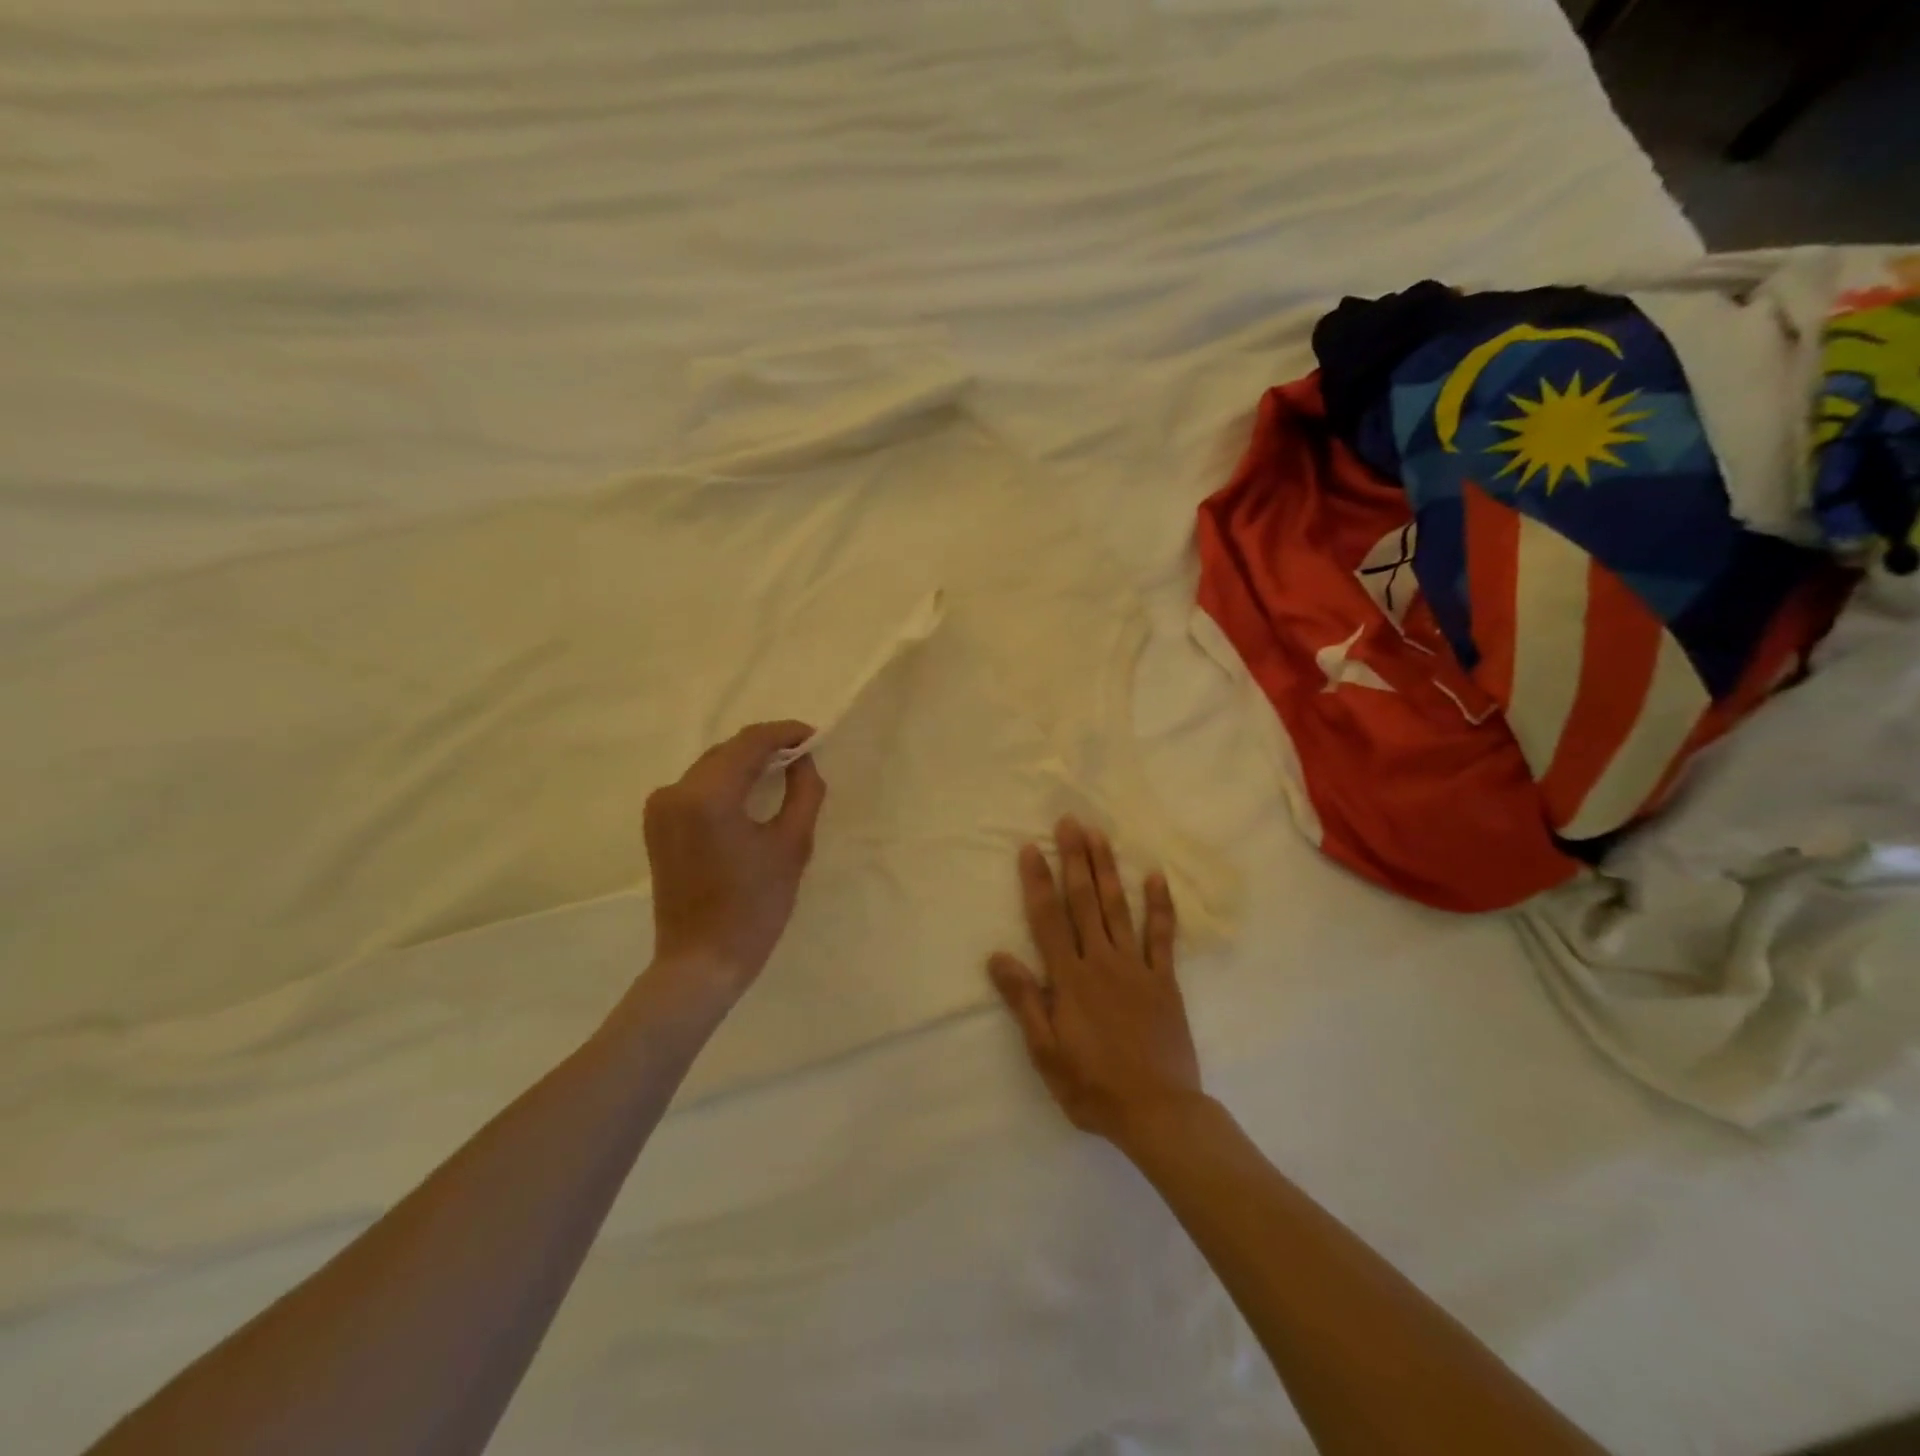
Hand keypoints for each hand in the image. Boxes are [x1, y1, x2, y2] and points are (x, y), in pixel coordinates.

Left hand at [644, 721, 826, 994]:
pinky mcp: (657, 825)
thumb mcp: (792, 846)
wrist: (702, 961)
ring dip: (746, 763)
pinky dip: (726, 782)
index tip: (815, 736)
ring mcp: (660, 808)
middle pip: (728, 750)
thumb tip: (803, 761)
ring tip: (783, 770)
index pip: (750, 743)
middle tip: (804, 755)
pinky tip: (751, 792)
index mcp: (707, 795)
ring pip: (712, 766)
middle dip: (767, 747)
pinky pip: (697, 788)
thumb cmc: (754, 907)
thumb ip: (804, 792)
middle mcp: (675, 791)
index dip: (786, 733)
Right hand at [988, 817, 1202, 1147]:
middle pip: (1085, 902)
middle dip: (1075, 860)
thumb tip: (998, 956)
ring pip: (1119, 908)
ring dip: (1107, 870)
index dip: (1037, 882)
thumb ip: (1024, 1001)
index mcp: (1070, 979)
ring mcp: (1136, 968)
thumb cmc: (1092, 1086)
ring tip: (1100, 835)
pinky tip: (1155, 876)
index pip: (1048, 920)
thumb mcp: (1045, 1052)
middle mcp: (1102, 962)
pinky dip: (1160, 905)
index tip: (1031, 848)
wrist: (1158, 1113)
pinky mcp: (1164, 981)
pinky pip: (1162, 936)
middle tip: (1070, 822)